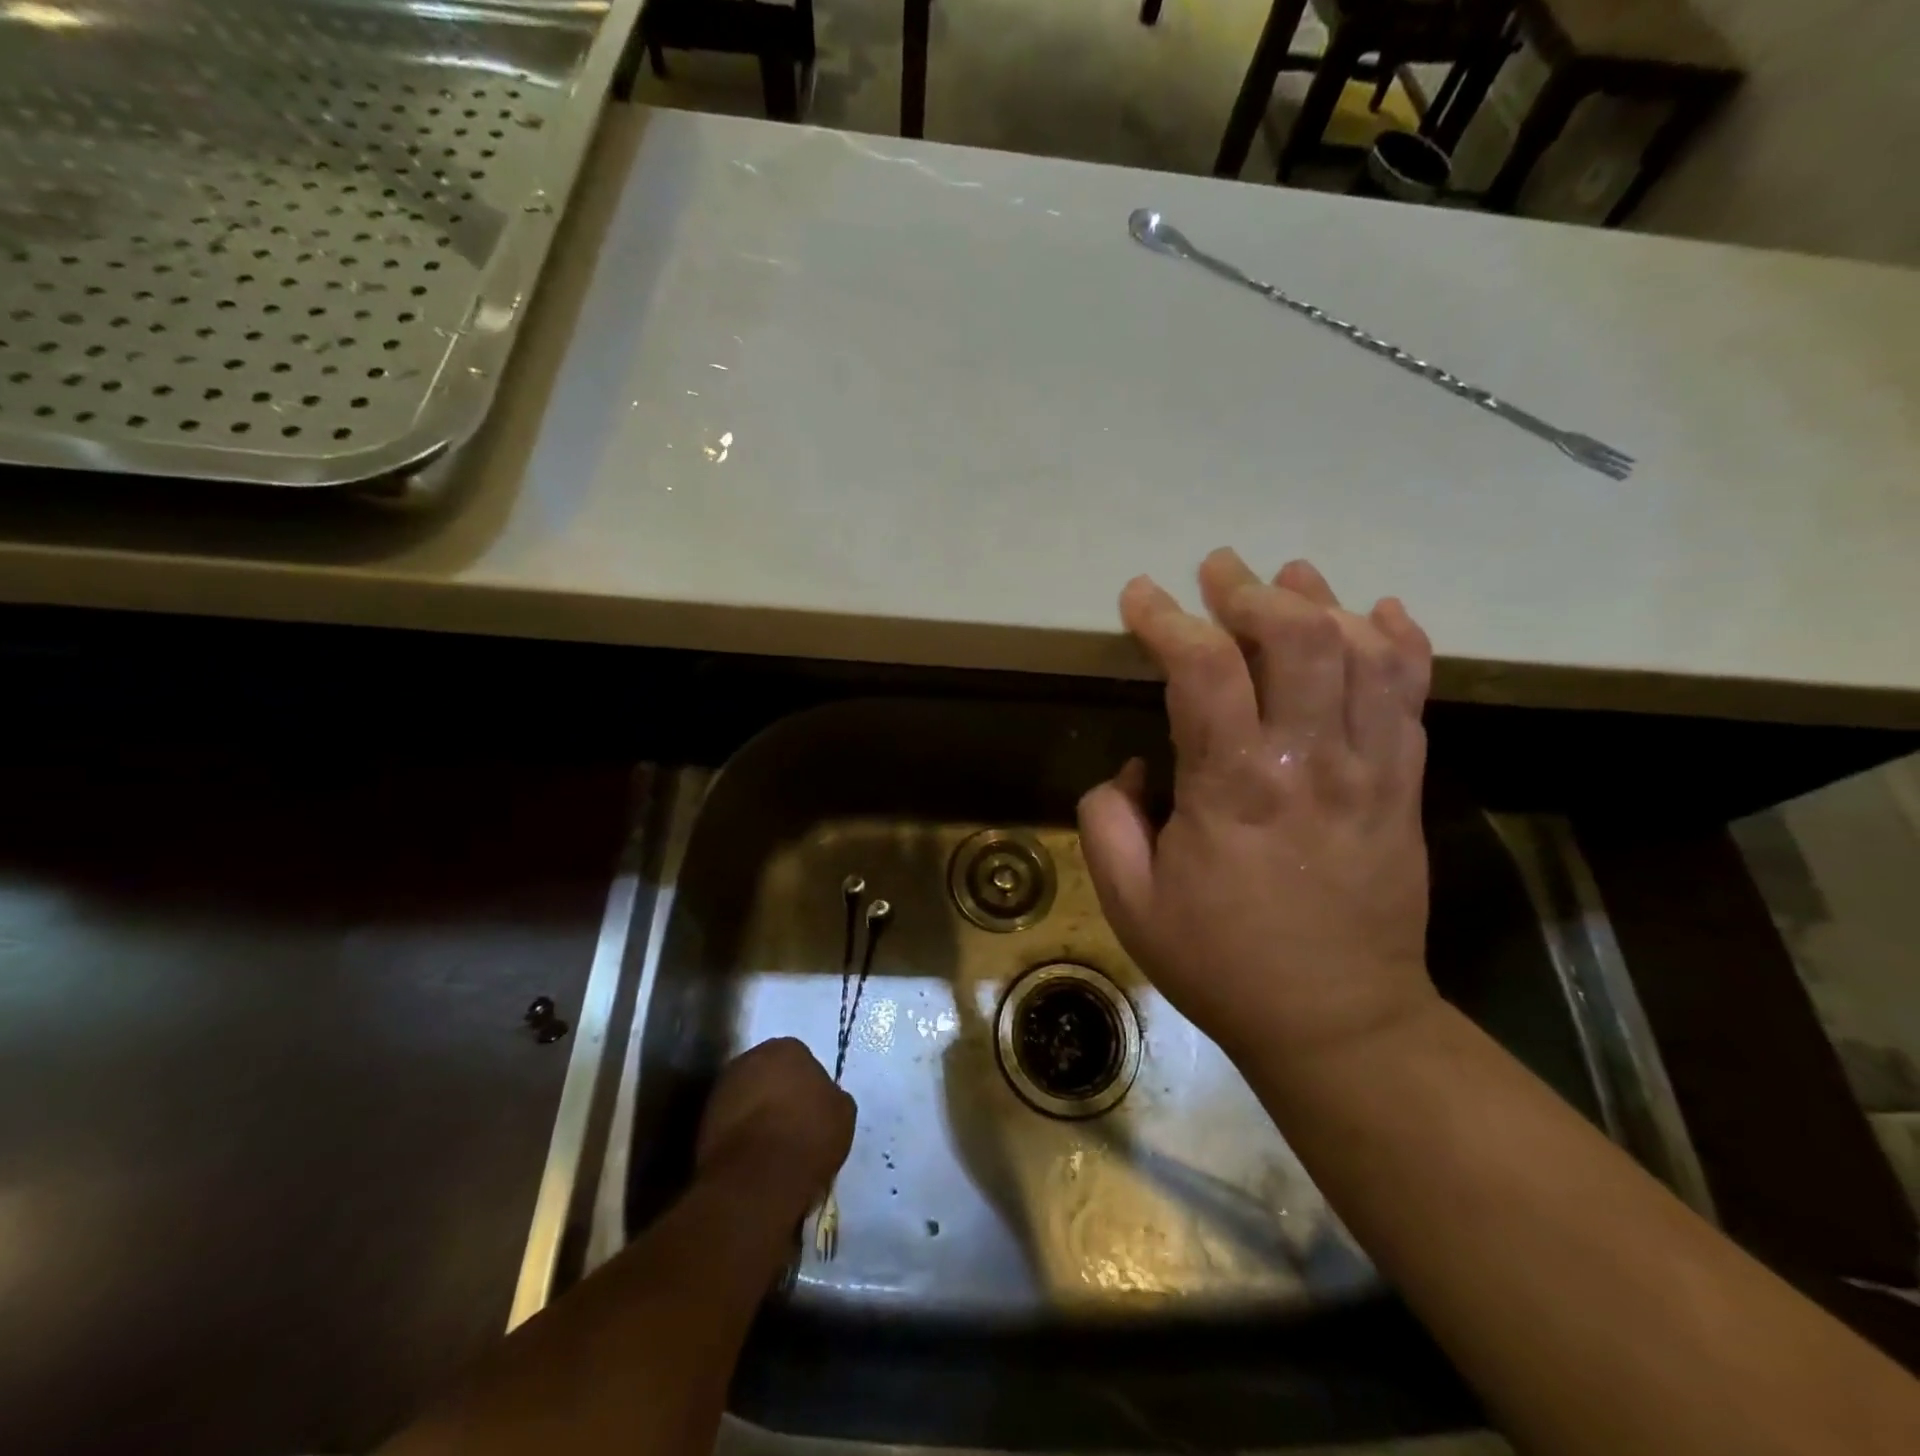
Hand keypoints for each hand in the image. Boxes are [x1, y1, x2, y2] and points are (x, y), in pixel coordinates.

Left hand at [696, 1038, 854, 1203]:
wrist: (758, 1179)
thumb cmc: (808, 1135)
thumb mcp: (842, 1112)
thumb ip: (830, 1096)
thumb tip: (821, 1099)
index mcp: (787, 1047)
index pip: (800, 1060)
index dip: (807, 1086)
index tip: (813, 1111)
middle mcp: (750, 1057)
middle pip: (768, 1074)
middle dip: (778, 1094)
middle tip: (792, 1125)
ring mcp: (722, 1088)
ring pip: (746, 1097)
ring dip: (756, 1114)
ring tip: (772, 1147)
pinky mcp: (703, 1121)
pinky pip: (730, 1123)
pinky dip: (740, 1135)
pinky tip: (754, 1158)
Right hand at [1077, 549, 1437, 1064]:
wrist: (1338, 1021)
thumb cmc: (1222, 962)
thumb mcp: (1131, 902)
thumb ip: (1108, 820)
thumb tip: (1137, 766)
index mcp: (1234, 787)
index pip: (1204, 668)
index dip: (1167, 618)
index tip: (1140, 596)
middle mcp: (1309, 760)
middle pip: (1299, 636)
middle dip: (1252, 590)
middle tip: (1218, 572)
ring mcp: (1370, 770)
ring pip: (1365, 652)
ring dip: (1322, 601)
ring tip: (1288, 577)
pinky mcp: (1405, 787)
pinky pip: (1414, 696)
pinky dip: (1400, 642)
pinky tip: (1379, 613)